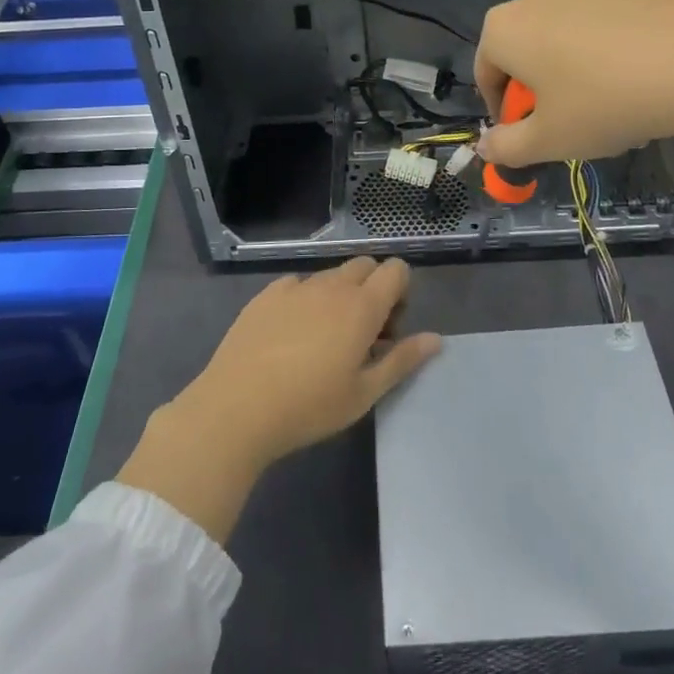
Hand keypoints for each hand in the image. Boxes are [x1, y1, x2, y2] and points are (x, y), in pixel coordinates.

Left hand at [116, 258, 440, 542]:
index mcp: (362, 306)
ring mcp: (295, 286)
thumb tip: (436, 339)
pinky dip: (306, 299)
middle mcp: (331, 285)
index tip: (389, 329)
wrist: (236, 407)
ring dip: (340, 295)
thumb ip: (402, 360)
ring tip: (325, 339)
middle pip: (365, 265)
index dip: (400, 292)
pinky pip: (297, 285)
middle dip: (373, 289)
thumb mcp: (364, 393)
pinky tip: (291, 335)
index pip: (396, 270)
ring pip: (331, 275)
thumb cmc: (309, 406)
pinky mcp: (266, 294)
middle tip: (363, 334)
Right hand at [473, 0, 673, 166]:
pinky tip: (635, 88)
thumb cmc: (605, 102)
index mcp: (504, 29)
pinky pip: (597, 31)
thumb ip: (507, 148)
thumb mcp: (549, 140)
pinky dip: (602, 59)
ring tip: (606, 112)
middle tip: (565, 126)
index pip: (485, 75)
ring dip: (568, 77)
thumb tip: (486, 148)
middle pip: (522, 54)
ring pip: (560, 42)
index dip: (501, 113)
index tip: (526, 138)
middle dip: (537, 93)